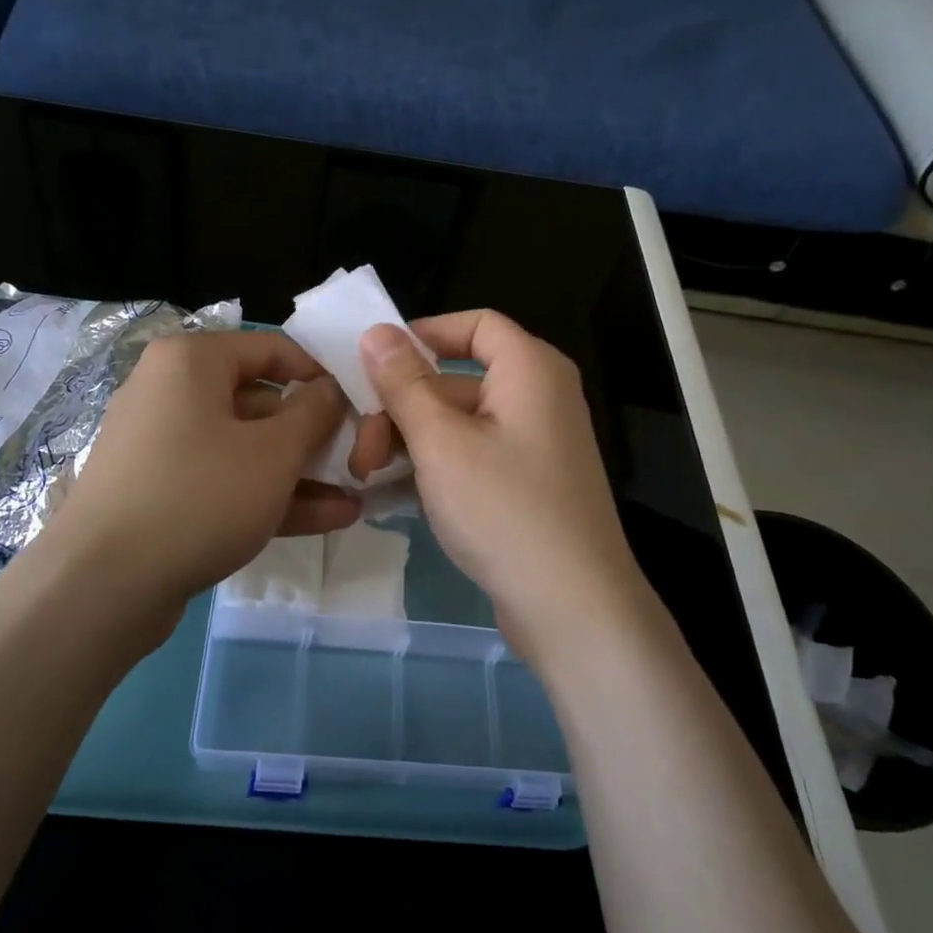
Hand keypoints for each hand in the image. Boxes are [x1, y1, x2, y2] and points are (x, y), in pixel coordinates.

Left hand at [25, 331, 357, 644]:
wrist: (102, 586)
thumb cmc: (199, 496)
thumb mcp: (274, 452)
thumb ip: (314, 413)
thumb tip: (331, 389)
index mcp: (191, 362)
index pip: (271, 349)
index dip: (320, 374)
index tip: (359, 404)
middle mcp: (170, 392)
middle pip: (259, 401)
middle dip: (313, 435)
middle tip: (359, 458)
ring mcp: (162, 446)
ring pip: (244, 448)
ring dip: (299, 473)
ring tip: (354, 496)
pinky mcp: (160, 493)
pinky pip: (223, 481)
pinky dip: (267, 495)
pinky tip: (326, 518)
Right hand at [354, 312, 650, 667]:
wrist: (572, 607)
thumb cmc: (504, 509)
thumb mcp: (441, 441)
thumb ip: (404, 383)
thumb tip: (377, 331)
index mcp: (530, 369)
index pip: (475, 324)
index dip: (423, 335)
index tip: (375, 365)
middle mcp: (539, 397)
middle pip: (457, 380)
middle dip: (400, 407)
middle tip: (359, 449)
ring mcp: (535, 444)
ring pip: (459, 423)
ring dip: (409, 441)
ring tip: (367, 475)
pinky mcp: (527, 485)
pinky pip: (472, 456)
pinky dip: (434, 466)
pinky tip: (393, 493)